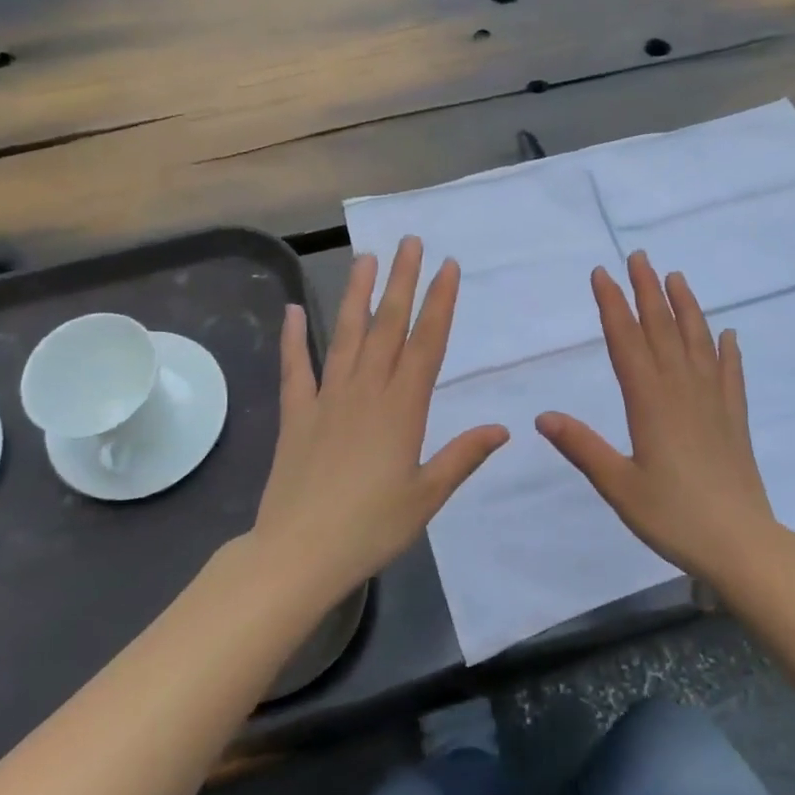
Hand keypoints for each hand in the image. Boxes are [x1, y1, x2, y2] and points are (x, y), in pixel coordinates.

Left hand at [249, 237, 507, 603]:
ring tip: (364, 259)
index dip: (439, 303)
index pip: (427, 343)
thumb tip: (503, 428)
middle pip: (388, 327)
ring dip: (356, 295)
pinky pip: (296, 368)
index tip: (447, 267)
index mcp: (403, 409)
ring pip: (345, 335)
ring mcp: (327, 399)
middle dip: (401, 282)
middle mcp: (366, 392)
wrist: (300, 552)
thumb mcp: (427, 496)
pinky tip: (292, 310)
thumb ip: (463, 456)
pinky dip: (293, 338)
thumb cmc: (372, 527)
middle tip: (408, 242)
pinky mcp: (297, 414)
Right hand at [537, 252, 777, 582]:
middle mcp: (682, 390)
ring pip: (698, 342)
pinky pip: (730, 373)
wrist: (740, 543)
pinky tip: (728, 334)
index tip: (602, 274)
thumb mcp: (618, 485)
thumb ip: (582, 447)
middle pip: (662, 330)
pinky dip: (727, 350)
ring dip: (686, 307)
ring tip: (676, 277)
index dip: (612, 306)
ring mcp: (713, 401)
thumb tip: (541, 417)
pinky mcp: (734, 418)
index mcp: (649, 403)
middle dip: (647, 291)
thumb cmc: (673, 516)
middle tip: (639, 257)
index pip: (626, 342)